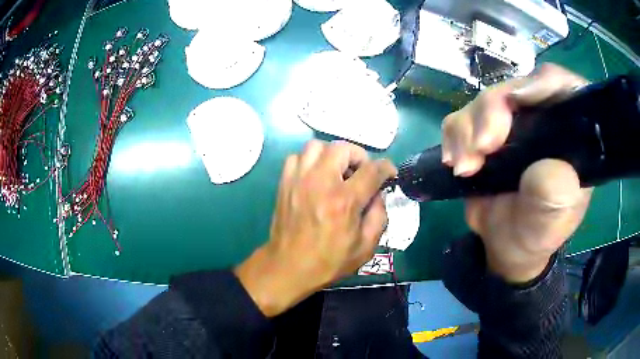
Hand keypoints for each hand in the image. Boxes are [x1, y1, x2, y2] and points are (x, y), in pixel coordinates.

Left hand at [234, 140, 396, 316]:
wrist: (288, 267)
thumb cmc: (328, 261)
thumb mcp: (365, 248)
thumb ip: (379, 216)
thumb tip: (378, 194)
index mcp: (344, 201)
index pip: (372, 170)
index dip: (386, 167)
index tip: (389, 173)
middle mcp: (320, 183)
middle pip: (342, 148)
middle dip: (359, 156)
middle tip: (361, 173)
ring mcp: (299, 180)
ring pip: (317, 146)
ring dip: (332, 154)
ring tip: (337, 172)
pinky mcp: (284, 183)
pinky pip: (297, 157)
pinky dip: (310, 160)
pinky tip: (316, 176)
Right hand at [442, 63, 592, 282]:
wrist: (508, 244)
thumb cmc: (538, 232)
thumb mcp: (553, 220)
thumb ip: (555, 194)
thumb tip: (545, 165)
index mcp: (569, 132)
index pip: (561, 87)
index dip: (540, 83)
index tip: (515, 102)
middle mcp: (541, 118)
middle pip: (515, 88)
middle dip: (492, 112)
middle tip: (481, 147)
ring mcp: (511, 123)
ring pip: (484, 101)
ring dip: (467, 130)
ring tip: (465, 167)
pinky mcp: (484, 132)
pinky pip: (461, 118)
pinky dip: (453, 137)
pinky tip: (456, 162)